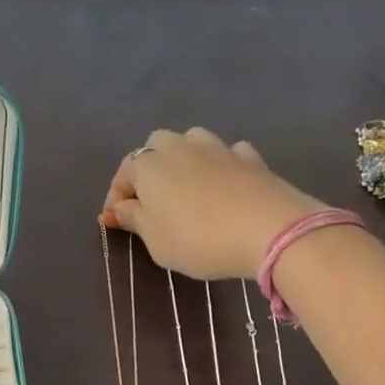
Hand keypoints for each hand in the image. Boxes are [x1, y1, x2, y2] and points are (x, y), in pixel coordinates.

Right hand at [102, 128, 327, 278]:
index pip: (124, 173)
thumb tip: (117, 208)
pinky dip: (219, 165)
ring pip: (191, 142)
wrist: (268, 229)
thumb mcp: (156, 241)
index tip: (116, 222)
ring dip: (184, 160)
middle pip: (156, 147)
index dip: (116, 197)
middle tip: (151, 201)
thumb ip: (134, 220)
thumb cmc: (198, 239)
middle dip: (149, 169)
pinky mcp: (250, 157)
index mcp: (149, 165)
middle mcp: (180, 146)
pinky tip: (224, 184)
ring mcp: (218, 147)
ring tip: (187, 188)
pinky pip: (226, 154)